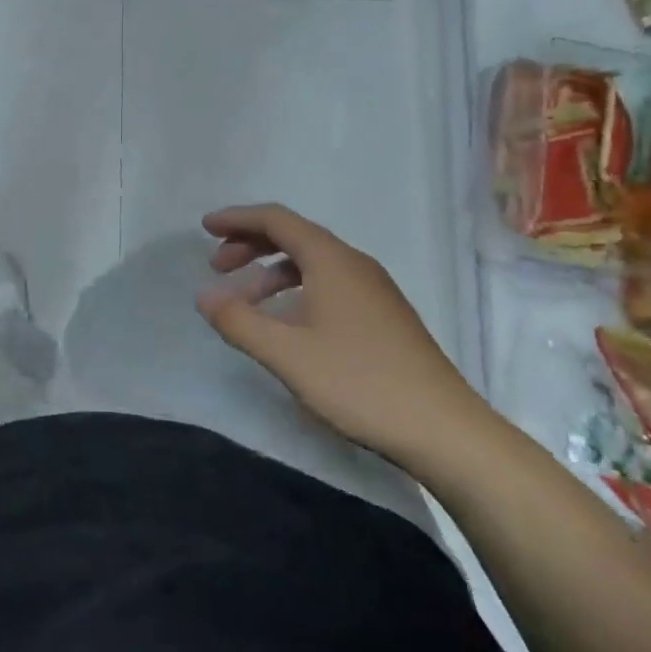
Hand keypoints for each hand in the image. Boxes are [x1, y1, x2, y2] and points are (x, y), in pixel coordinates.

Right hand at [195, 203, 499, 473]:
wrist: (446, 432)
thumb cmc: (360, 383)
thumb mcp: (286, 354)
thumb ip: (239, 321)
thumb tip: (204, 297)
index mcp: (332, 260)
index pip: (276, 220)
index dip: (237, 219)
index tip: (205, 228)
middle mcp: (354, 264)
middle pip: (294, 236)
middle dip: (250, 244)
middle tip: (217, 266)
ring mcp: (374, 290)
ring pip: (312, 262)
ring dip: (272, 271)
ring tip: (245, 300)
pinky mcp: (384, 316)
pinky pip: (329, 283)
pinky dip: (296, 289)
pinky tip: (287, 322)